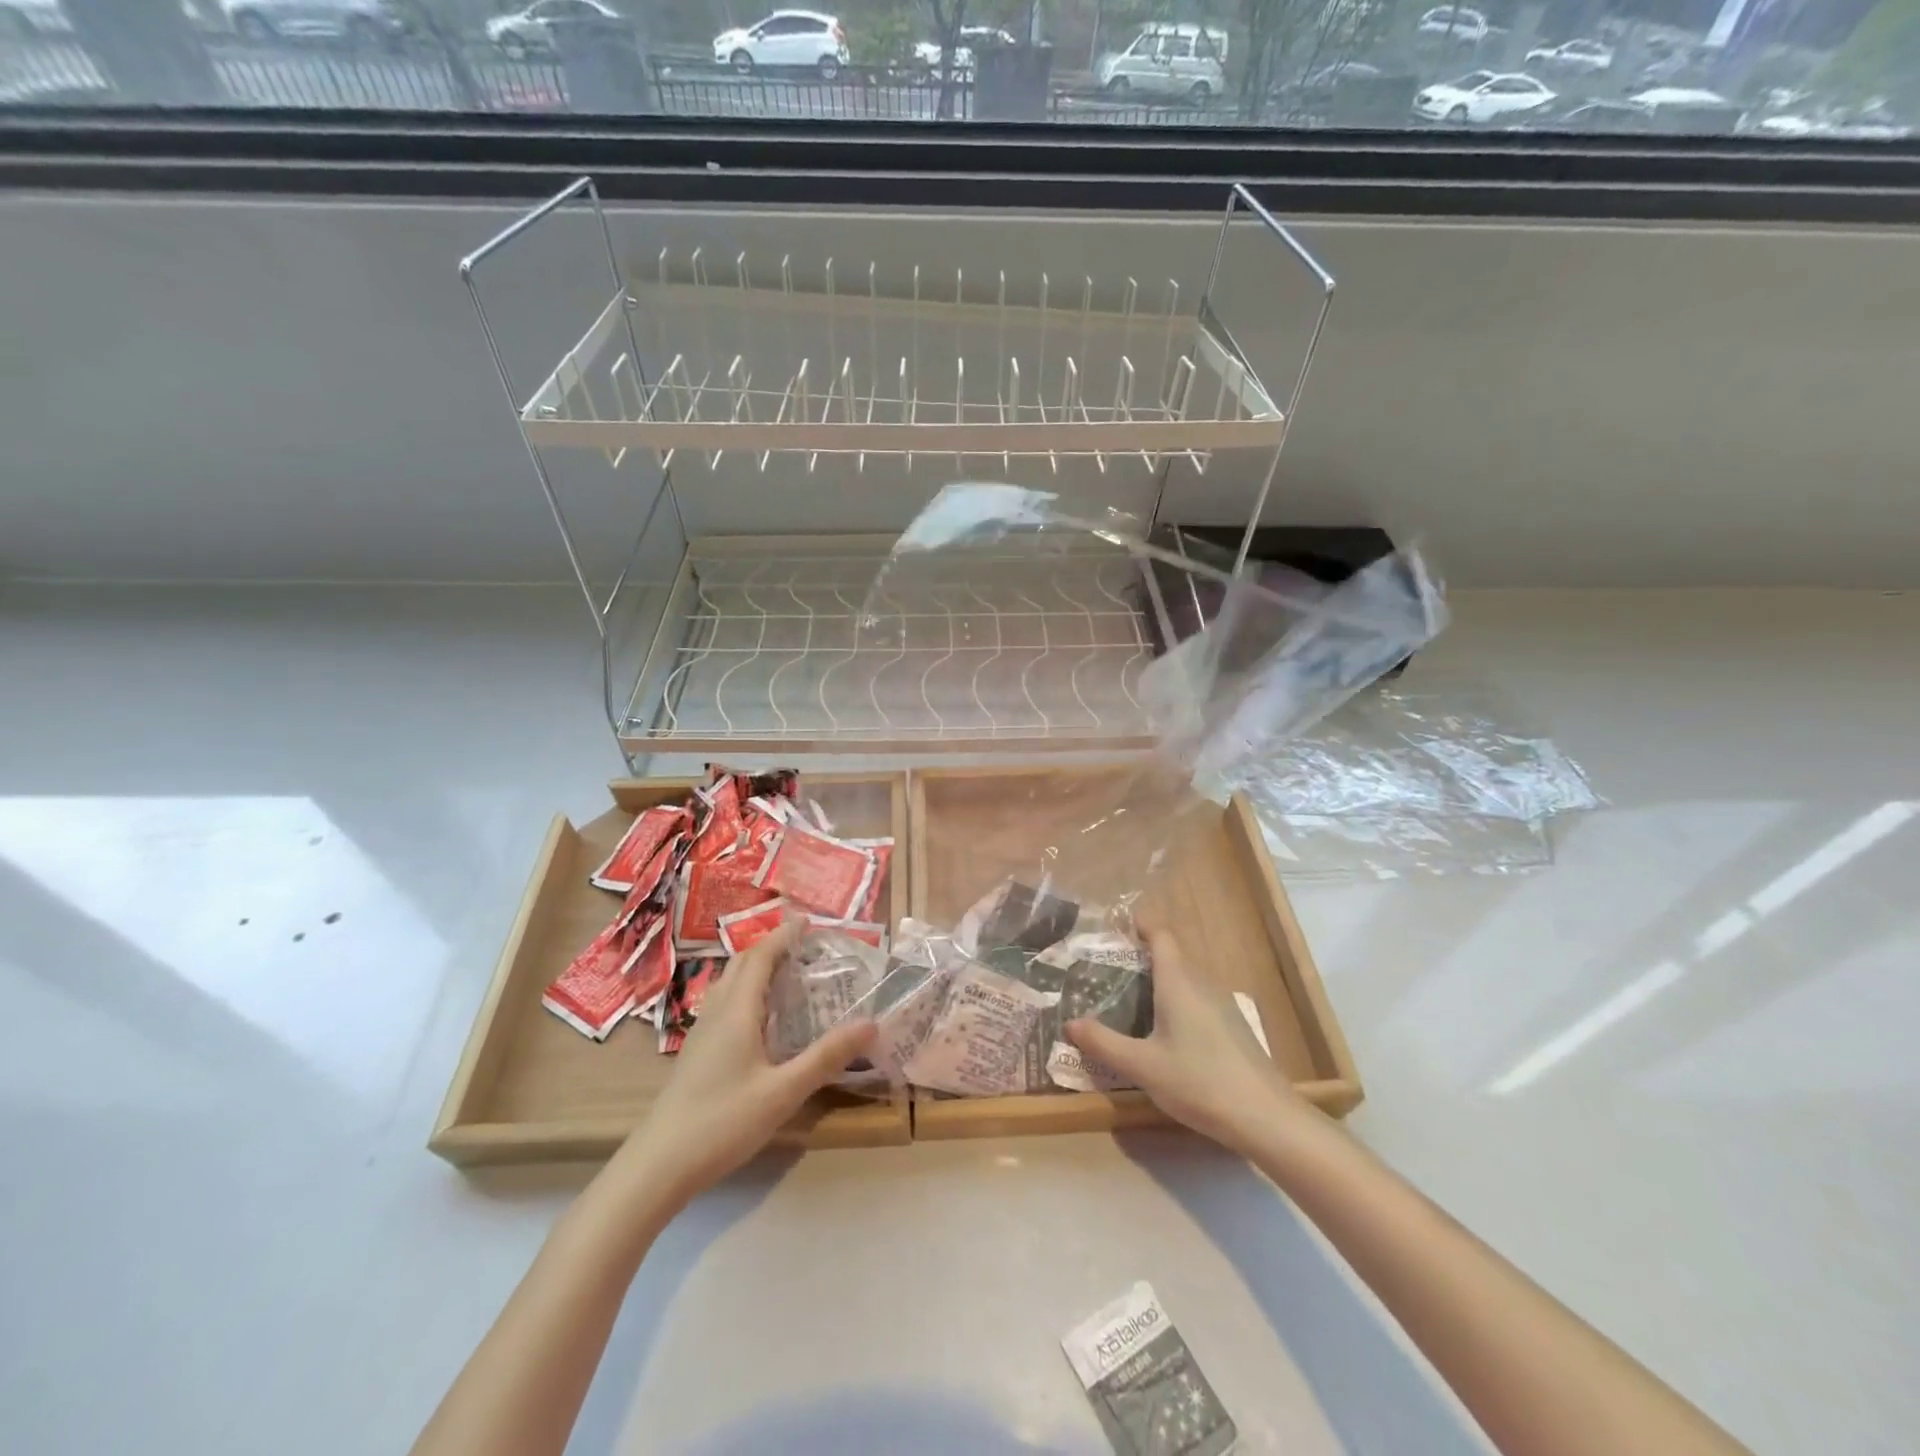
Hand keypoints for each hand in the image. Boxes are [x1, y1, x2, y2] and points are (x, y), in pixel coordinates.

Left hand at [615, 917, 875, 1206]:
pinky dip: (746, 992)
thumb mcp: (783, 1091)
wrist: (657, 1166)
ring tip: (786, 973)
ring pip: (729, 984)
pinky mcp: (696, 1054)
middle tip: (802, 945)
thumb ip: (826, 1056)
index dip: (783, 936)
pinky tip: (760, 1019)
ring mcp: (702, 1033)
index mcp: (737, 1011)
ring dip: (755, 968)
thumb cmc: (723, 1122)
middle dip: (770, 947)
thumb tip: (871, 1023)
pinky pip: (724, 1004)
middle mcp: (717, 1012)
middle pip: (741, 964)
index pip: (761, 957)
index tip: (807, 921)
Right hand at [1065, 914, 1306, 1155]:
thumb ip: (1103, 1043)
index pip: (1161, 935)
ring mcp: (1222, 1005)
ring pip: (1186, 978)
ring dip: (1159, 979)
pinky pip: (1197, 998)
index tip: (1115, 927)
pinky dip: (1176, 1000)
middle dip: (1141, 955)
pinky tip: (1162, 1030)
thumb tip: (1069, 1023)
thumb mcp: (1142, 1066)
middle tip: (1107, 968)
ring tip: (1128, 996)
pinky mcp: (1232, 1027)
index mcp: (1179, 981)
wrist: (1265, 1117)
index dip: (1140, 925)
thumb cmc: (1199, 1081)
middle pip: (1172, 954)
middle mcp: (1202, 983)